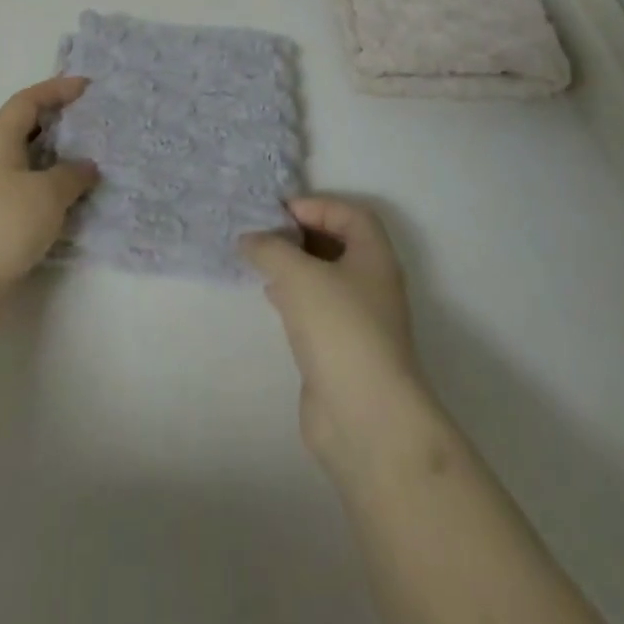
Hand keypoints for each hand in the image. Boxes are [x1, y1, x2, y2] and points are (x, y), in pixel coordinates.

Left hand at [0, 77, 98, 329]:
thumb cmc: (1, 224)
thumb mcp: (47, 193)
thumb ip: (72, 174)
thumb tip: (86, 167)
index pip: (28, 101)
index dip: (56, 89)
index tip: (86, 88)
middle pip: (25, 130)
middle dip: (58, 125)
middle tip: (92, 126)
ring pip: (27, 165)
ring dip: (56, 162)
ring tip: (89, 166)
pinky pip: (24, 194)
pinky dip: (48, 192)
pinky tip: (70, 205)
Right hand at [240, 197, 425, 468]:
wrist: (365, 418)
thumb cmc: (340, 329)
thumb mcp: (299, 275)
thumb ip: (270, 249)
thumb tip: (249, 239)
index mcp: (374, 257)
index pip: (350, 214)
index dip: (316, 205)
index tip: (279, 212)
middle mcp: (372, 284)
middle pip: (337, 244)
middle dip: (301, 234)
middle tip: (264, 233)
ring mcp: (359, 320)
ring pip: (325, 278)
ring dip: (295, 266)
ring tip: (261, 261)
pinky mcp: (342, 350)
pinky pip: (317, 309)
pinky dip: (294, 296)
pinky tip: (270, 296)